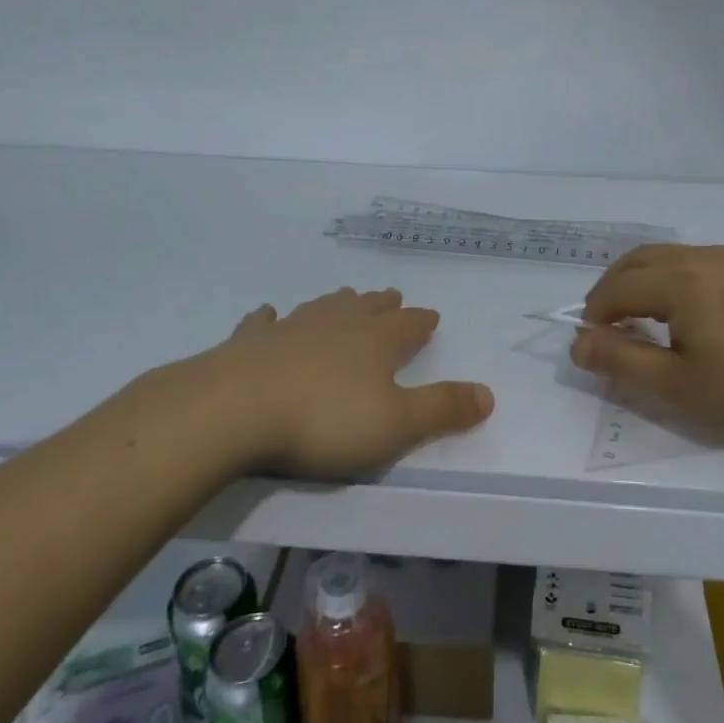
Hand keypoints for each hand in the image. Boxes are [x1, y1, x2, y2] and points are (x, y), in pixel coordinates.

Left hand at [192, 286, 493, 477]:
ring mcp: (291, 329)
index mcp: (376, 341)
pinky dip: (271, 319)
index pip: (408, 325)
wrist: (234, 411)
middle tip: (392, 298)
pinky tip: (269, 314)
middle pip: (367, 309)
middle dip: (383, 306)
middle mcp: (337, 325)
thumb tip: (489, 394)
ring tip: (345, 298)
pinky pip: (265, 323)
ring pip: (322, 309)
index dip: (421, 322)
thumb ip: (443, 408)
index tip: (430, 316)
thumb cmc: (324, 421)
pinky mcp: (249, 343)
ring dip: (337, 304)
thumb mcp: (396, 424)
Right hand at [572, 244, 723, 446]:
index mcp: (679, 281)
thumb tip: (577, 341)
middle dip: (613, 289)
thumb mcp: (677, 385)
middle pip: (638, 261)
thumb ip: (620, 360)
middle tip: (609, 327)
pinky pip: (698, 261)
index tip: (592, 344)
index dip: (595, 313)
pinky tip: (691, 312)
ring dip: (643, 281)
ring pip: (669, 257)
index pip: (617, 287)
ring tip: (645, 320)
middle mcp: (702, 257)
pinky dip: (674, 278)